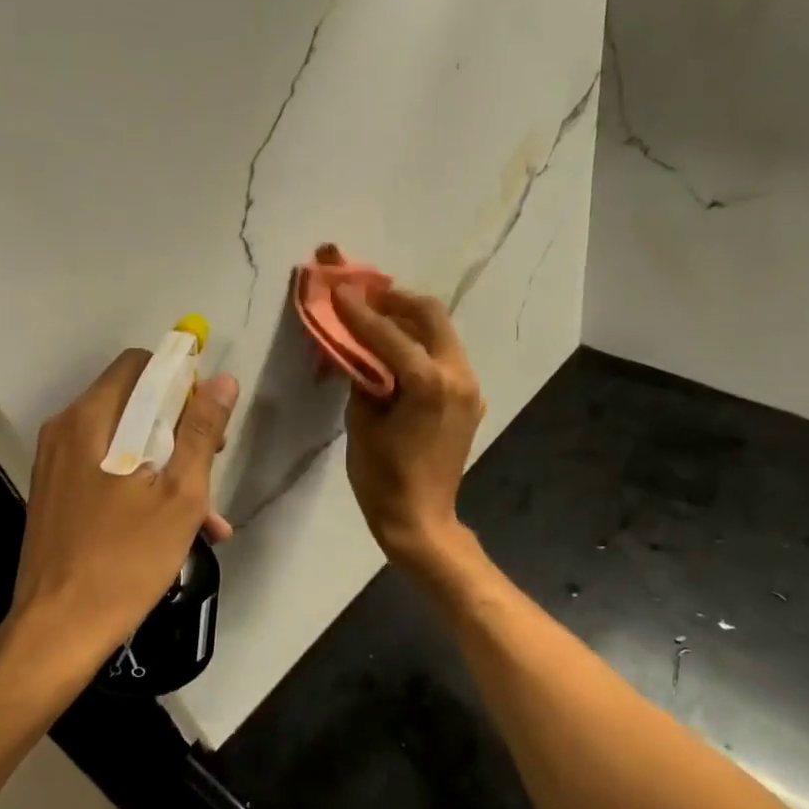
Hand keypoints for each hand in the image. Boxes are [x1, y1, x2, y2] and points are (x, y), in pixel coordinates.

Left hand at [10, 350, 237, 672]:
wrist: (57, 631)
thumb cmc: (125, 560)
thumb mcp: (180, 495)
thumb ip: (201, 431)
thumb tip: (222, 380)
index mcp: (91, 419)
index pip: (140, 365)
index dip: (181, 382)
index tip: (208, 421)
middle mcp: (66, 431)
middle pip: (133, 403)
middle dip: (180, 428)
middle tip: (213, 464)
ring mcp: (56, 465)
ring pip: (124, 442)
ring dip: (168, 464)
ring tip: (208, 512)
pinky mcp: (56, 496)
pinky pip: (106, 472)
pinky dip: (142, 486)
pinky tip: (177, 530)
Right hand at [333, 284, 483, 569]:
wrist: (421, 519)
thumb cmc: (382, 478)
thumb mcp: (361, 423)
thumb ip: (362, 377)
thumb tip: (355, 348)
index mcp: (428, 382)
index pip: (388, 333)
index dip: (359, 311)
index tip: (338, 289)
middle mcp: (457, 376)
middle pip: (430, 315)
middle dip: (395, 301)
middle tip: (365, 299)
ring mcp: (469, 387)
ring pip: (442, 334)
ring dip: (410, 321)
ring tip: (377, 320)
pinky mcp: (470, 400)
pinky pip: (446, 358)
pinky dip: (421, 346)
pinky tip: (397, 353)